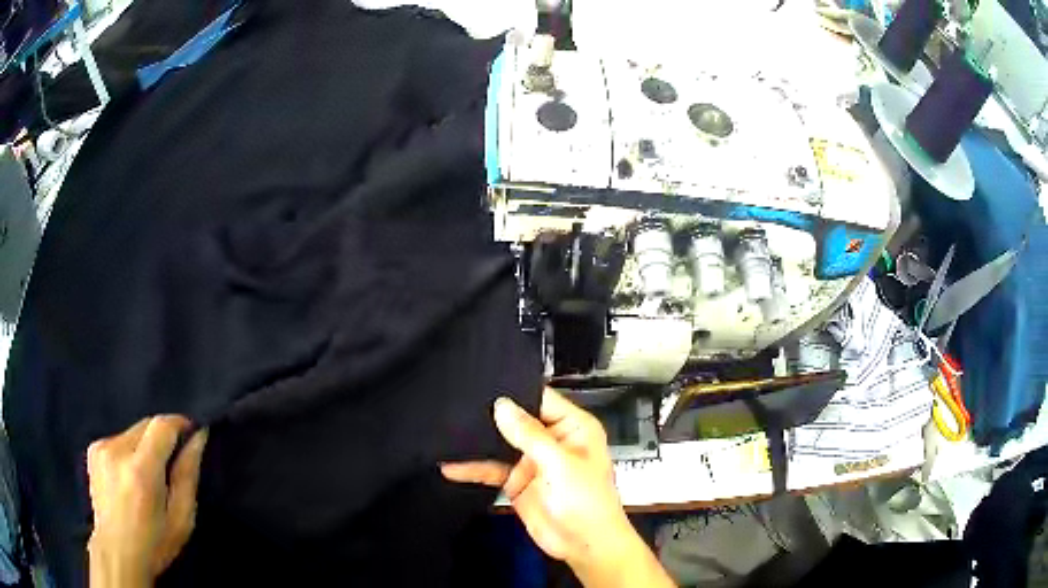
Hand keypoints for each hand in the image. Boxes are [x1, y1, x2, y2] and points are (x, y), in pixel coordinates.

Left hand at [86, 416, 207, 587]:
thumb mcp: (181, 519)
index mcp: (141, 470)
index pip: (162, 426)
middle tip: (171, 465)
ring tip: (149, 476)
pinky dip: (129, 451)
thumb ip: (188, 476)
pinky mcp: (93, 449)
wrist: (117, 552)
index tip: (192, 432)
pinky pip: (119, 439)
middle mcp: (117, 450)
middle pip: (146, 425)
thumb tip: (198, 439)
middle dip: (162, 438)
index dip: (179, 423)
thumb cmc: (155, 544)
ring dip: (145, 446)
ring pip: (132, 432)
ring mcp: (101, 447)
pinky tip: (130, 476)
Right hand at [442, 389, 673, 587]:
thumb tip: (502, 405)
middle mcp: (551, 440)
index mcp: (572, 427)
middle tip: (455, 403)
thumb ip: (530, 435)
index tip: (483, 383)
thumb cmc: (588, 501)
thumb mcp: (560, 464)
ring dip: (478, 442)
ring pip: (500, 444)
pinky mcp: (517, 482)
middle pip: (516, 420)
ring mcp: (532, 461)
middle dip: (490, 415)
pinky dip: (472, 468)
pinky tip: (451, 465)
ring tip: (446, 430)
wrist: (584, 545)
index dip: (514, 391)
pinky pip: (491, 469)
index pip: (540, 398)